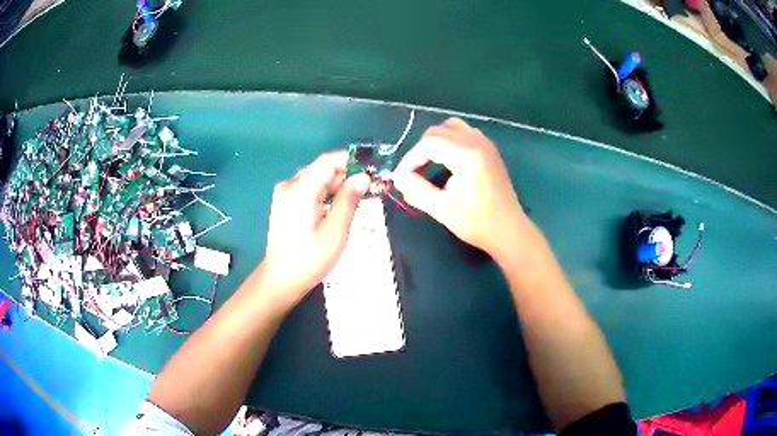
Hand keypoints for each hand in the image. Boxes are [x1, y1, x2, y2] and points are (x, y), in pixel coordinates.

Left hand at [260, 150, 369, 309]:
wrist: (281, 279)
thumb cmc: (310, 259)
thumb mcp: (335, 231)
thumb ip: (348, 200)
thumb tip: (363, 177)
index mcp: (300, 190)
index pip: (328, 161)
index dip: (351, 160)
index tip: (371, 169)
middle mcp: (289, 186)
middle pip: (321, 168)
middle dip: (344, 175)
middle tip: (365, 191)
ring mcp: (284, 194)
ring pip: (315, 178)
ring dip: (334, 185)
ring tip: (351, 203)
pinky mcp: (284, 203)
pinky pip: (307, 188)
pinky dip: (323, 193)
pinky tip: (333, 209)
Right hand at [393, 118, 528, 260]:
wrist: (509, 231)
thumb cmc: (477, 222)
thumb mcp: (441, 209)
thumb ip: (416, 190)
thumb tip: (399, 177)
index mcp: (466, 155)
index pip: (428, 143)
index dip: (410, 159)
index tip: (401, 178)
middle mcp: (476, 142)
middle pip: (438, 131)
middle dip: (421, 150)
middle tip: (413, 173)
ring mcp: (485, 144)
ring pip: (451, 127)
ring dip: (436, 142)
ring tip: (429, 164)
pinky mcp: (490, 150)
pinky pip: (464, 133)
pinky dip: (450, 141)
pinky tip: (448, 162)